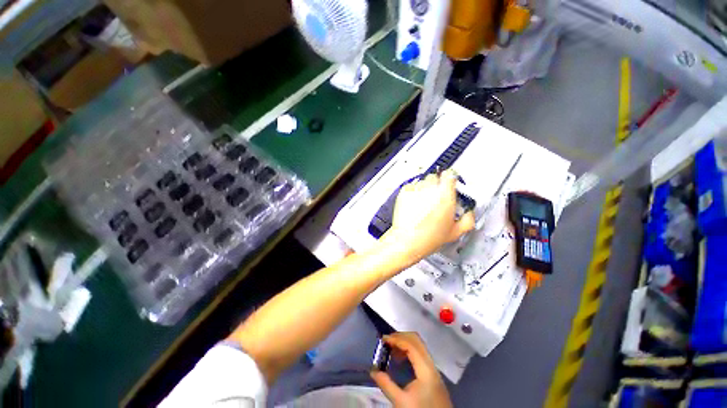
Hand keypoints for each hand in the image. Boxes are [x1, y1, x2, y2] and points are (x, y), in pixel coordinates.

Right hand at [371, 332, 451, 407]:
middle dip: (400, 336)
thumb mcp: (401, 402)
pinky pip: (421, 353)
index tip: (383, 339)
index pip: (411, 344)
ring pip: (419, 345)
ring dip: (405, 342)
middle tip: (387, 341)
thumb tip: (372, 370)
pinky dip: (409, 350)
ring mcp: (433, 368)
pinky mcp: (433, 374)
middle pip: (416, 340)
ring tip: (391, 349)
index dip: (396, 339)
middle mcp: (431, 364)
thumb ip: (386, 385)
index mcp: (426, 369)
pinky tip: (400, 358)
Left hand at [383, 169, 474, 263]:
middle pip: (436, 177)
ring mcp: (416, 190)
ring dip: (425, 188)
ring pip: (423, 181)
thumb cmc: (428, 238)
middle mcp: (430, 189)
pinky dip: (414, 192)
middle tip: (437, 197)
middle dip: (437, 185)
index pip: (450, 175)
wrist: (407, 240)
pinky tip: (415, 203)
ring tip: (424, 202)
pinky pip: (411, 186)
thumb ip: (468, 219)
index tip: (451, 183)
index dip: (451, 178)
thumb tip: (469, 213)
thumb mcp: (455, 232)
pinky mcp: (404, 192)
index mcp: (445, 196)